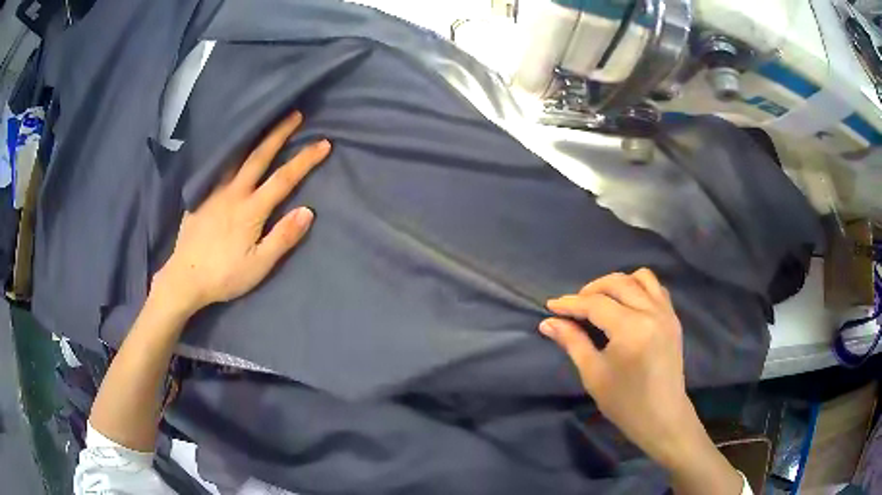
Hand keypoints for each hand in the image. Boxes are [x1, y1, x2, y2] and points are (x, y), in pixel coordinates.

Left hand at [153, 110, 328, 315]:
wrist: (185, 279)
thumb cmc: (225, 275)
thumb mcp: (259, 265)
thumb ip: (283, 237)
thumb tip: (308, 211)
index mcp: (251, 209)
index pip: (284, 178)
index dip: (305, 160)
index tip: (323, 143)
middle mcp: (233, 192)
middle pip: (259, 156)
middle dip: (279, 133)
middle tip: (294, 114)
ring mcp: (214, 192)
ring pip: (236, 157)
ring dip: (253, 137)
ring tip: (263, 122)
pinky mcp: (200, 197)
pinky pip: (218, 168)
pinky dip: (230, 153)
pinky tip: (232, 151)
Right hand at [539, 269, 701, 468]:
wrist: (662, 417)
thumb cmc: (624, 402)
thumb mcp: (593, 374)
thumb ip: (572, 342)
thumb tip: (548, 322)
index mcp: (631, 329)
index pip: (596, 304)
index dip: (571, 303)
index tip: (551, 305)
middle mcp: (652, 312)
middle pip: (618, 283)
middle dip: (591, 289)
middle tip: (575, 306)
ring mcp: (667, 313)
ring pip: (641, 277)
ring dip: (618, 283)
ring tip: (602, 300)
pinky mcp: (673, 318)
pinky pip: (656, 288)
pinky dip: (639, 287)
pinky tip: (627, 304)